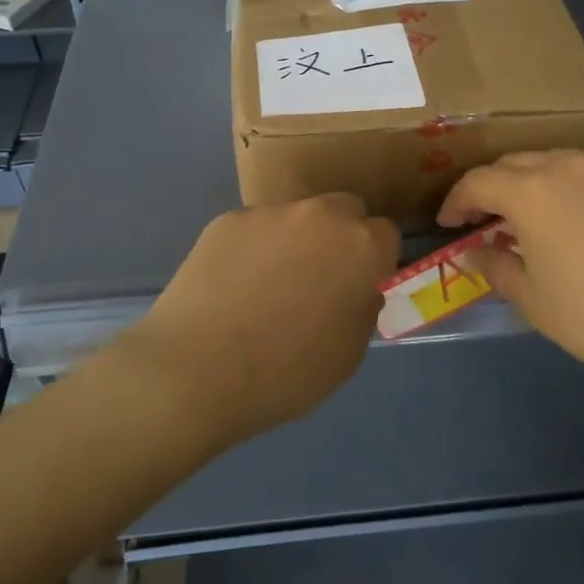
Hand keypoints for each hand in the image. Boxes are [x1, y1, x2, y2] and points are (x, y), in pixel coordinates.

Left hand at [125, 194, 399, 447]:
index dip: (375, 261)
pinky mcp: (227, 220)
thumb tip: (356, 289)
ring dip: (296, 239)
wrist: (197, 370)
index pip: (386, 234)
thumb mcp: (350, 353)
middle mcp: (321, 216)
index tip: (359, 286)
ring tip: (267, 285)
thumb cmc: (287, 373)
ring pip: (297, 216)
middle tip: (319, 278)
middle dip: (341, 236)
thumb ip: (362, 306)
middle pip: (345, 210)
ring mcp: (270, 212)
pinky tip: (233, 285)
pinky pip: (254, 228)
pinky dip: (253, 248)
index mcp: (362, 246)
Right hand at [438, 150, 583, 396]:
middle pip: (515, 164)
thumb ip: (495, 266)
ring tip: (533, 219)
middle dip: (492, 188)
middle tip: (484, 219)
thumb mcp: (533, 300)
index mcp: (532, 191)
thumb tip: (474, 252)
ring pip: (558, 164)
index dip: (456, 201)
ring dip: (534, 185)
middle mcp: (569, 166)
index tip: (448, 224)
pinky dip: (576, 194)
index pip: (478, 182)